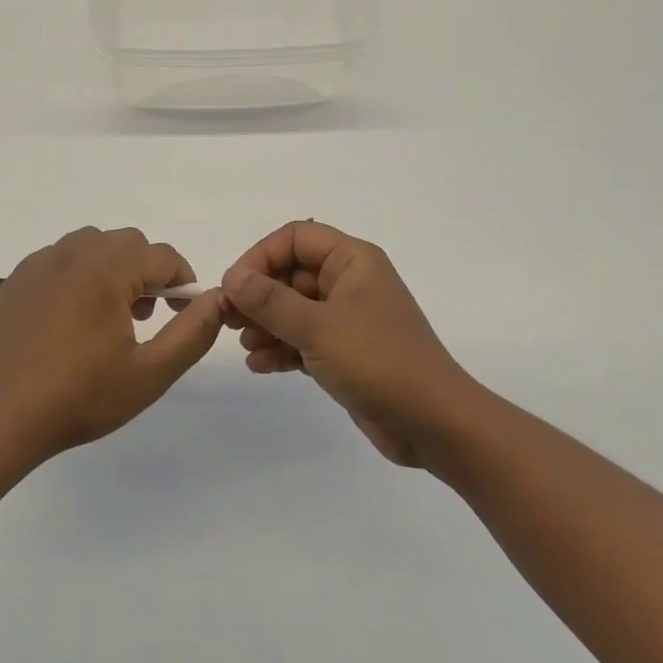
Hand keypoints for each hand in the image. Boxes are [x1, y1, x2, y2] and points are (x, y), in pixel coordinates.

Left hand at [0, 226, 225, 462]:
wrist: (3, 417)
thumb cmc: (81, 397)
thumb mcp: (150, 373)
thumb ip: (192, 332)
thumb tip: (218, 298)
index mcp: (106, 270)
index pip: (162, 256)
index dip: (182, 282)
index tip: (181, 314)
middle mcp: (72, 254)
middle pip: (128, 243)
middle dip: (147, 271)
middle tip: (144, 317)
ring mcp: (40, 264)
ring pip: (93, 244)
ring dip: (113, 268)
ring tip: (109, 315)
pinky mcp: (17, 279)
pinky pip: (61, 258)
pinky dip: (79, 274)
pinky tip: (72, 318)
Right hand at [221, 221, 478, 466]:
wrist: (434, 424)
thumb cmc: (378, 362)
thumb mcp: (318, 327)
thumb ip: (270, 301)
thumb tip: (232, 277)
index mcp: (352, 261)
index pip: (295, 238)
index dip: (261, 256)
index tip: (235, 287)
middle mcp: (350, 282)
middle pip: (291, 274)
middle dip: (258, 296)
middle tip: (227, 320)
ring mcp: (348, 319)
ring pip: (294, 309)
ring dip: (266, 324)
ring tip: (245, 346)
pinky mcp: (346, 352)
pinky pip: (304, 339)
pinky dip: (282, 348)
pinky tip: (259, 365)